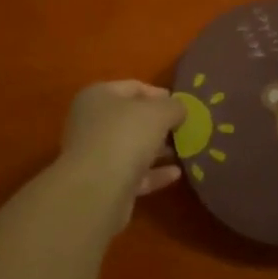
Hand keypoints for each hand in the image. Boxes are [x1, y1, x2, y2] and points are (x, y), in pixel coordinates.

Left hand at [61, 81, 185, 221]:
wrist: (97, 190)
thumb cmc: (125, 136)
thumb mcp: (159, 112)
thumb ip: (173, 106)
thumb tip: (179, 109)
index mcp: (98, 96)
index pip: (133, 88)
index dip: (159, 94)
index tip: (181, 105)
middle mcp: (92, 123)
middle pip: (131, 119)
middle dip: (159, 124)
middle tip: (184, 128)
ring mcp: (96, 155)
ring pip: (132, 147)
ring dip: (157, 149)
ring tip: (185, 150)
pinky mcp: (104, 184)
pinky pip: (133, 174)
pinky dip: (154, 173)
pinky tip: (176, 174)